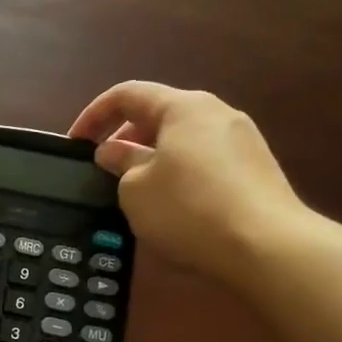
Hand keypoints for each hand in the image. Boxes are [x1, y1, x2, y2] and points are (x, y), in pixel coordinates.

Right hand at [69, 81, 312, 281]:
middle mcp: (216, 113)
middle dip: (124, 137)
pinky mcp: (256, 169)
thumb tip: (113, 151)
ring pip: (183, 138)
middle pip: (159, 113)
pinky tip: (171, 204)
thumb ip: (120, 163)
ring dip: (151, 156)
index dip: (94, 115)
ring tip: (134, 189)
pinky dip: (178, 172)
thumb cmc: (189, 209)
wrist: (267, 247)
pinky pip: (204, 160)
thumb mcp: (135, 189)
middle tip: (103, 168)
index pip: (127, 94)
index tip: (74, 143)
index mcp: (184, 107)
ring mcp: (242, 140)